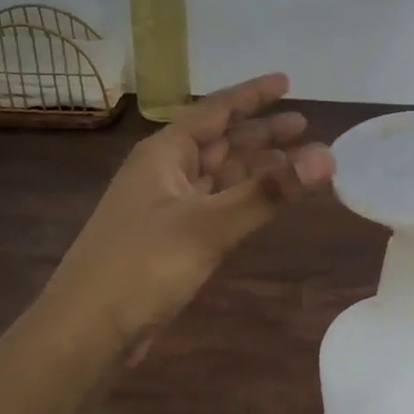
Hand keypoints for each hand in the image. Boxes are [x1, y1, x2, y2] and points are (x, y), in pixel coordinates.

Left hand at [48, 73, 334, 343]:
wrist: (86, 332)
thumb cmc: (142, 266)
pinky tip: (265, 201)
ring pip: (220, 175)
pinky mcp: (172, 239)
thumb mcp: (209, 225)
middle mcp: (165, 172)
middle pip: (221, 141)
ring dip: (256, 167)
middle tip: (305, 126)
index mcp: (164, 153)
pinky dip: (244, 198)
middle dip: (261, 133)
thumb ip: (268, 192)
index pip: (215, 111)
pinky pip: (217, 205)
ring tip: (297, 162)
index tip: (287, 81)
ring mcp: (167, 207)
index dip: (252, 95)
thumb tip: (327, 156)